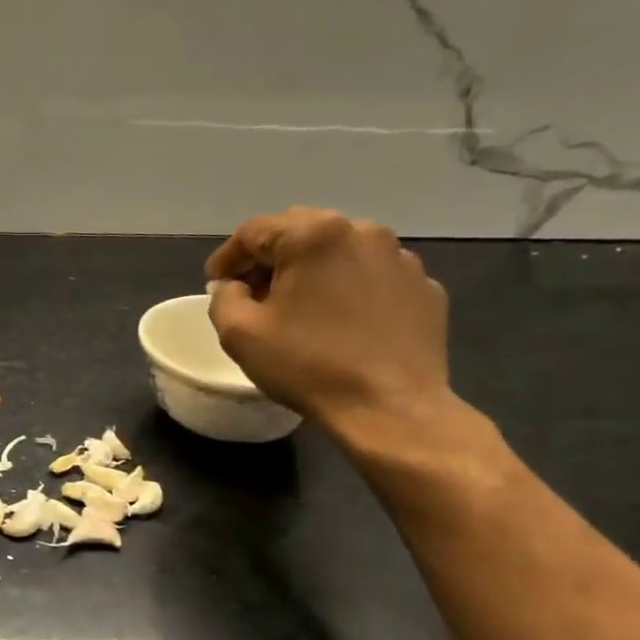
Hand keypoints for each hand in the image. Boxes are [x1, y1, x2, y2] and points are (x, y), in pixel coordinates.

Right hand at [205, 207, 452, 433]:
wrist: (390, 409)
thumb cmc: (307, 365)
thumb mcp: (238, 332)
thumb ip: (223, 297)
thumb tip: (233, 286)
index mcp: (314, 235)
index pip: (254, 231)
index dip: (227, 257)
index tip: (215, 284)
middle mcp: (362, 232)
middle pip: (300, 231)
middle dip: (270, 258)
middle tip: (253, 292)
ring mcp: (400, 258)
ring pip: (340, 250)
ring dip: (312, 270)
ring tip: (299, 306)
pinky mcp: (424, 287)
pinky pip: (373, 275)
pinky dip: (349, 287)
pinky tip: (341, 321)